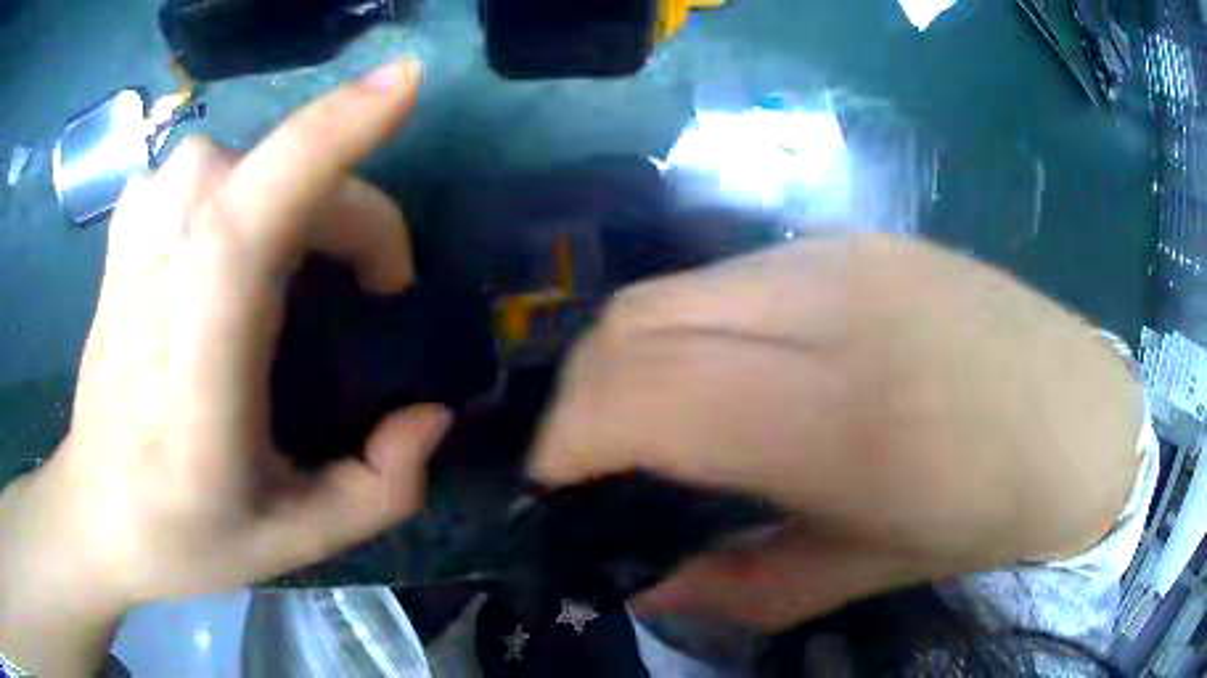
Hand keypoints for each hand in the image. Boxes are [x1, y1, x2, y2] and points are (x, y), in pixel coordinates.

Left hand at [0, 60, 450, 674]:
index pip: (262, 204)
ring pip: (238, 156)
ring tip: (297, 265)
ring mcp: (136, 238)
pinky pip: (196, 170)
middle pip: (277, 171)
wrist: (95, 514)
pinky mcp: (126, 234)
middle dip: (351, 217)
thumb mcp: (297, 542)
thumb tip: (430, 413)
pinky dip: (236, 184)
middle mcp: (161, 268)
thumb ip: (381, 488)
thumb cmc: (184, 535)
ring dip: (294, 193)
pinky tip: (229, 237)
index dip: (337, 128)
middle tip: (367, 295)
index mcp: (200, 353)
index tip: (406, 85)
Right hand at [533, 234, 1142, 630]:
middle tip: (589, 454)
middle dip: (582, 390)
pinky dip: (693, 327)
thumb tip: (646, 591)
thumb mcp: (874, 570)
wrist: (1083, 415)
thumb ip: (745, 589)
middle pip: (636, 318)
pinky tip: (727, 372)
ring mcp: (844, 256)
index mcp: (841, 416)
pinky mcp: (859, 241)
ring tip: (648, 416)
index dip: (568, 438)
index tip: (554, 483)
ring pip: (677, 288)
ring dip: (633, 354)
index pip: (643, 392)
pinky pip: (733, 277)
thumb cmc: (994, 510)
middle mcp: (831, 307)